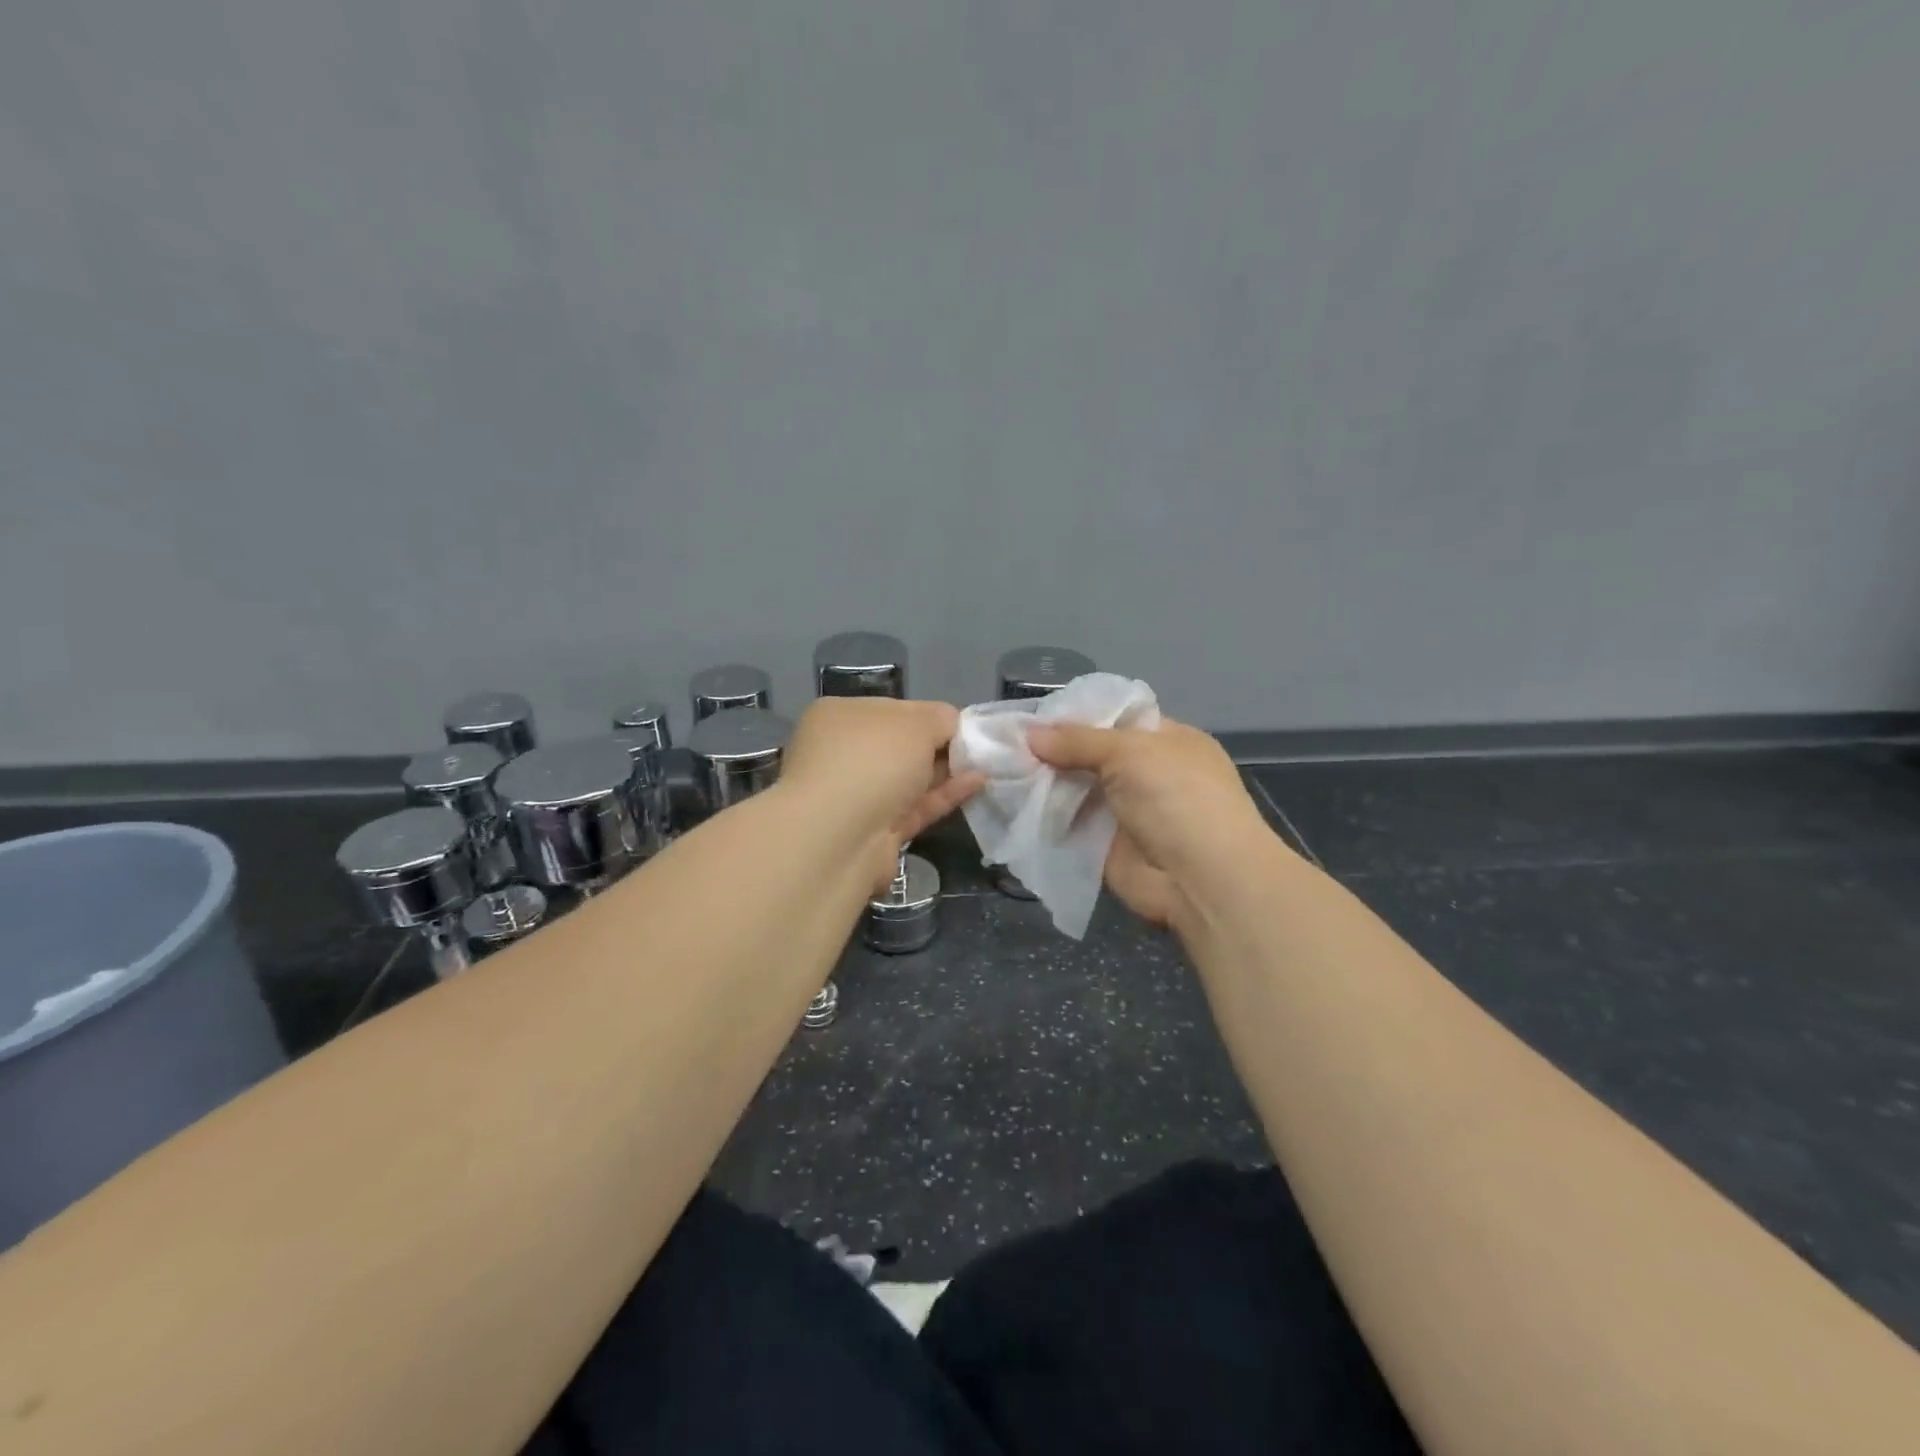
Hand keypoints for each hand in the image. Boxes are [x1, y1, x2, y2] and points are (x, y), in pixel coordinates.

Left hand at [779, 697, 983, 889]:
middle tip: (983, 747)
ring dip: (947, 772)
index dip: (930, 716)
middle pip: (901, 746)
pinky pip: (916, 807)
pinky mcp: (875, 832)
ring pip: (909, 780)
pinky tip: (978, 784)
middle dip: (940, 746)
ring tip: (990, 765)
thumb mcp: (916, 723)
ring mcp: (856, 796)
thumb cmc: (873, 760)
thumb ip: (941, 718)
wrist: (840, 837)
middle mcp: (843, 754)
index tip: (964, 725)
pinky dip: (945, 796)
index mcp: (840, 717)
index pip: (893, 710)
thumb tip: (952, 725)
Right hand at [1026, 717, 1276, 930]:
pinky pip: (1069, 825)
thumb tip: (1029, 734)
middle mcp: (1146, 774)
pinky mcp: (1106, 846)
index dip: (1075, 717)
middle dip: (1053, 752)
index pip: (1115, 718)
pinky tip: (1011, 806)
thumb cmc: (1176, 797)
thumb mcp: (1129, 751)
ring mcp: (1126, 811)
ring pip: (1077, 790)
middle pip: (1090, 755)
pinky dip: (1044, 818)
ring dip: (1044, 785)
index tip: (1032, 720)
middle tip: (1006, 747)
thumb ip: (1077, 741)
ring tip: (1000, 773)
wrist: (1201, 878)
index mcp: (1165, 740)